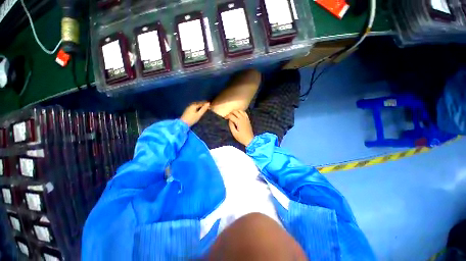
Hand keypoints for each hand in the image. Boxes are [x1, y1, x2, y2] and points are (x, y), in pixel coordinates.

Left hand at [181, 101, 209, 126]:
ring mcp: (188, 108)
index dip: (206, 104)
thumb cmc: (192, 119)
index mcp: (194, 105)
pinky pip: (194, 108)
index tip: (210, 106)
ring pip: (196, 106)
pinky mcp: (187, 111)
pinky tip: (199, 110)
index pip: (201, 103)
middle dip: (203, 105)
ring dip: (200, 106)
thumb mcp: (199, 114)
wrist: (183, 123)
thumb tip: (208, 103)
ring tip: (204, 108)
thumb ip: (203, 109)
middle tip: (208, 107)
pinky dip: (197, 108)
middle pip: (198, 104)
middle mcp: (191, 105)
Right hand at [227, 110, 253, 145]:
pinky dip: (240, 112)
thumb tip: (229, 120)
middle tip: (228, 116)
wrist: (250, 139)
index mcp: (238, 122)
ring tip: (232, 115)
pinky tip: (238, 114)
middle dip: (230, 113)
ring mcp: (246, 118)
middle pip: (235, 112)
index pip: (231, 116)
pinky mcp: (248, 119)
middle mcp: (242, 118)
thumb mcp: (234, 133)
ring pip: (240, 110)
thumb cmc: (241, 138)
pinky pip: (244, 112)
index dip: (227, 116)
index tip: (224, 118)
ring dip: (235, 111)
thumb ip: (231, 126)